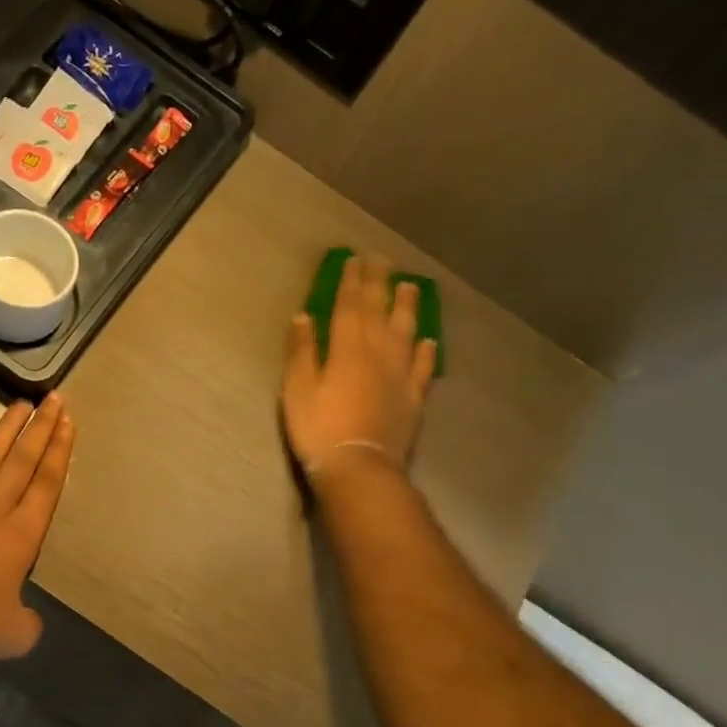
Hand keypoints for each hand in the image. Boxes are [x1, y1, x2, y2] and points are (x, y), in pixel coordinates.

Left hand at [0, 396, 75, 662]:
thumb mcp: (13, 635)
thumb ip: (26, 623)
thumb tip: (26, 619)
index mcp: (20, 536)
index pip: (46, 486)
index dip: (59, 453)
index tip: (68, 423)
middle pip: (22, 463)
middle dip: (41, 430)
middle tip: (54, 400)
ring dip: (5, 431)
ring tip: (21, 405)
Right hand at [282, 254, 436, 477]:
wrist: (359, 466)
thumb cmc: (319, 428)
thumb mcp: (297, 389)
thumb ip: (302, 351)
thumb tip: (304, 317)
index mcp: (347, 348)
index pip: (349, 305)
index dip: (351, 281)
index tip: (354, 259)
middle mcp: (378, 352)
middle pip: (380, 311)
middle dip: (379, 283)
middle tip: (382, 260)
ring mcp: (400, 374)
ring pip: (406, 331)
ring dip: (407, 307)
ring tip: (410, 286)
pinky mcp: (413, 397)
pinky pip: (423, 367)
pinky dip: (426, 351)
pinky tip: (428, 340)